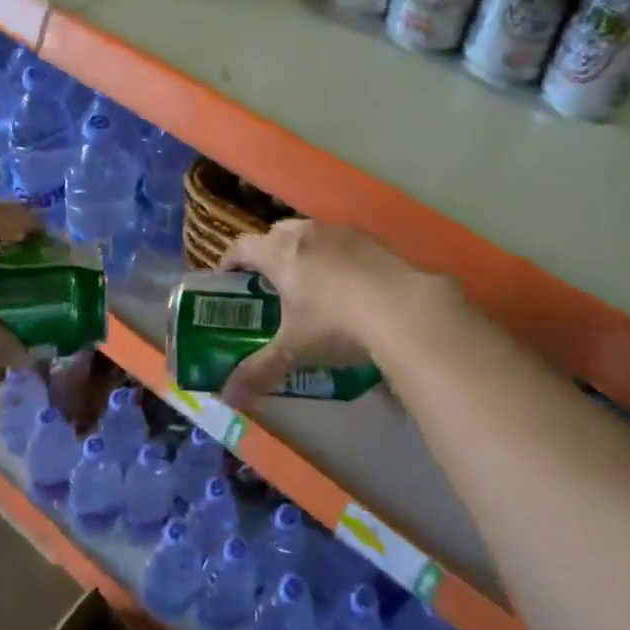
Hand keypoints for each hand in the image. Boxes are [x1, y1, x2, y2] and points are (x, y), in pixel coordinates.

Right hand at [215, 219, 431, 407]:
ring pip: (310, 233)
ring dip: (302, 250)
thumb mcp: (294, 351)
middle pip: (275, 233)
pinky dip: (335, 255)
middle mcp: (306, 233)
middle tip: (268, 282)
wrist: (403, 309)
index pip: (241, 247)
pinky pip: (341, 241)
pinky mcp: (372, 239)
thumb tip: (227, 397)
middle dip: (267, 253)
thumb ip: (259, 371)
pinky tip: (347, 283)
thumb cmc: (336, 325)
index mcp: (279, 253)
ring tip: (308, 281)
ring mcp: (341, 232)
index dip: (229, 261)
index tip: (226, 278)